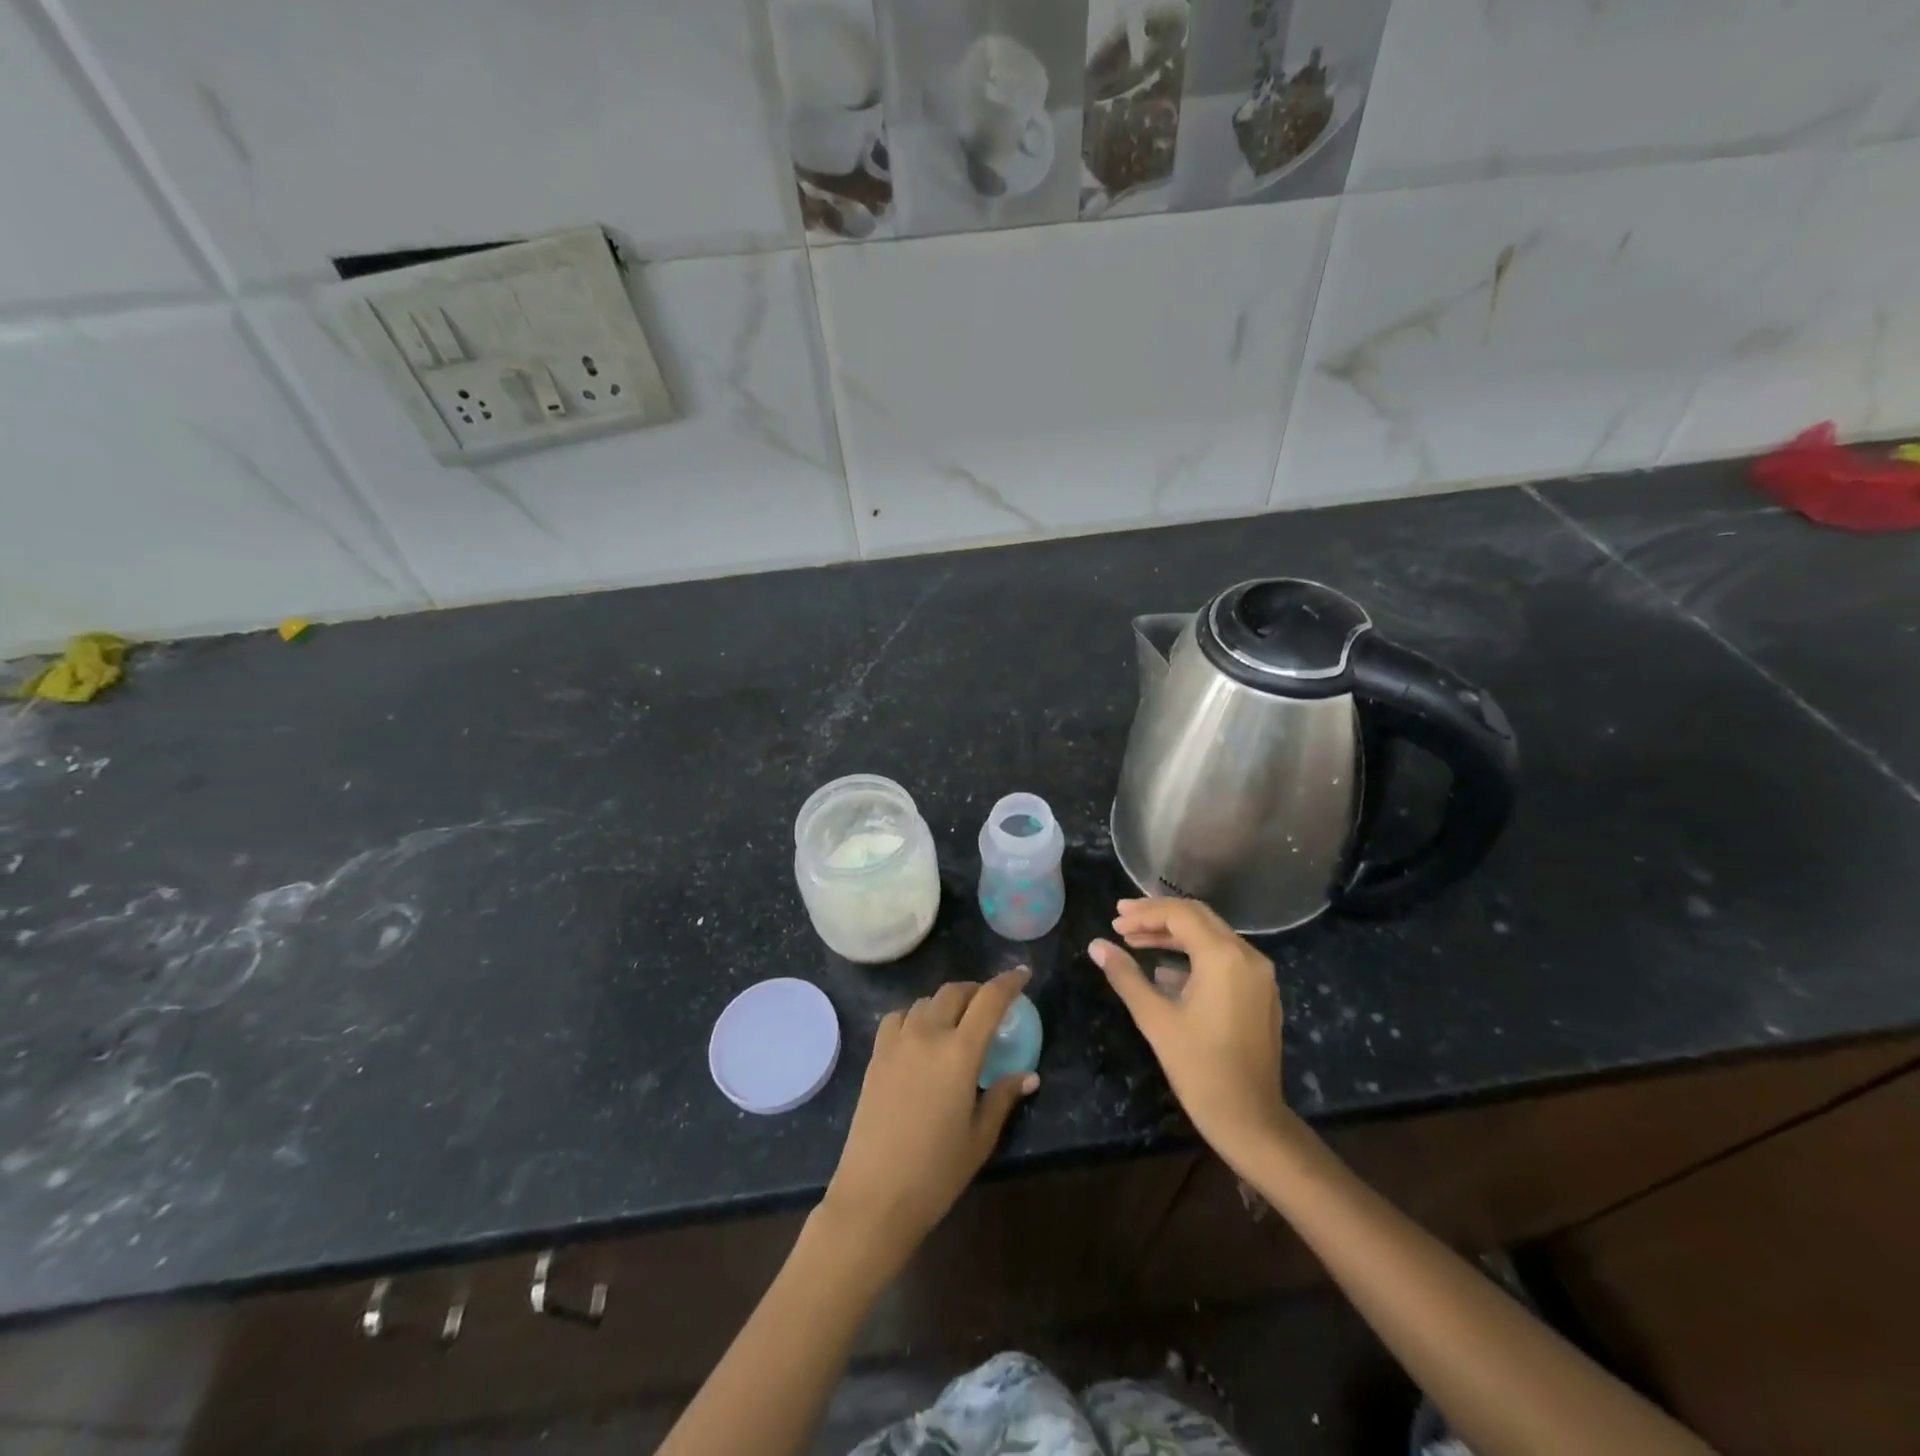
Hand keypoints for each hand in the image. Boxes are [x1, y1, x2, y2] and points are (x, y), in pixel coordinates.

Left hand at [819, 969, 1037, 1270]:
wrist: (874, 1196)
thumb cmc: (936, 1172)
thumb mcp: (980, 1138)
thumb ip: (1003, 1097)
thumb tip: (1028, 1076)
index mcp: (960, 1052)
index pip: (989, 1000)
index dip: (1009, 982)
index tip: (1023, 974)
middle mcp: (928, 1035)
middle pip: (954, 992)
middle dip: (976, 991)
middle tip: (991, 1005)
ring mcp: (897, 1042)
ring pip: (925, 1002)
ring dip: (946, 1003)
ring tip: (957, 1022)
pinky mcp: (875, 1055)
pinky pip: (898, 1018)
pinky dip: (915, 1016)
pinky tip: (920, 1037)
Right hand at [1090, 898, 1289, 1165]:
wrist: (1250, 1119)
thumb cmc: (1199, 1068)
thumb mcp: (1155, 1018)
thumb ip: (1125, 976)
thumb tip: (1096, 946)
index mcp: (1223, 957)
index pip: (1179, 914)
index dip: (1143, 914)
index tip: (1114, 923)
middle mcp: (1247, 956)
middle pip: (1198, 917)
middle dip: (1157, 917)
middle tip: (1121, 921)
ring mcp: (1259, 974)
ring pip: (1211, 936)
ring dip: (1173, 935)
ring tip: (1135, 941)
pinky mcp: (1261, 992)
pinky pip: (1224, 957)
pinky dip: (1193, 954)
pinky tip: (1164, 971)